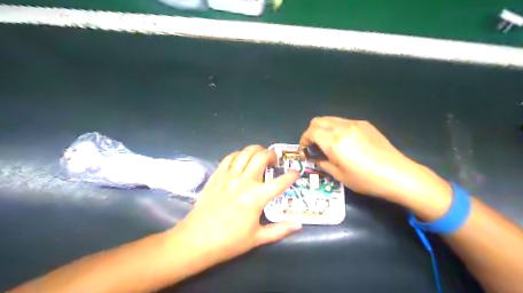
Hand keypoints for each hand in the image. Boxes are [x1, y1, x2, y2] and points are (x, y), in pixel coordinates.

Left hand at [165, 146, 300, 266]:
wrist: (197, 240)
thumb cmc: (229, 241)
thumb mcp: (258, 238)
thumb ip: (280, 230)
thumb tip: (299, 225)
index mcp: (257, 197)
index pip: (281, 182)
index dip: (292, 175)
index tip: (296, 172)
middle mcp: (244, 182)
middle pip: (262, 157)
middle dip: (272, 154)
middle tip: (274, 161)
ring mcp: (229, 176)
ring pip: (246, 153)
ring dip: (256, 150)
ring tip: (260, 155)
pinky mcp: (217, 175)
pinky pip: (230, 157)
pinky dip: (239, 154)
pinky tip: (242, 159)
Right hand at [300, 116, 451, 214]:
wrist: (398, 174)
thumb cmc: (366, 179)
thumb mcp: (339, 175)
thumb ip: (323, 163)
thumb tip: (314, 158)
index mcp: (334, 141)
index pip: (311, 131)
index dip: (304, 140)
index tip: (305, 150)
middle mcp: (342, 127)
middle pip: (318, 121)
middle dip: (311, 132)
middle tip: (314, 146)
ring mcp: (355, 123)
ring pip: (330, 119)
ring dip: (323, 129)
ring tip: (328, 143)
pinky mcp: (365, 124)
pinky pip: (343, 121)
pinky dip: (336, 128)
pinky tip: (344, 142)